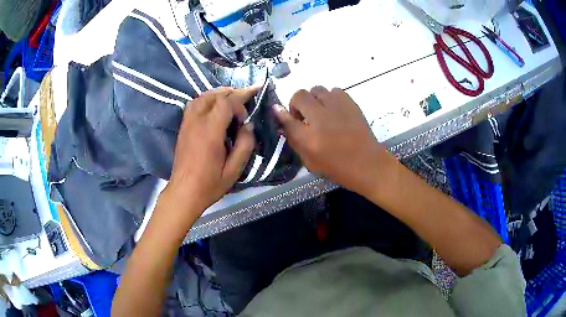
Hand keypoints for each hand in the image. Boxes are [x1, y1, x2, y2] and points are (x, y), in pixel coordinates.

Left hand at [164, 87, 255, 221]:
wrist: (184, 192)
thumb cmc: (209, 184)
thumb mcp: (234, 170)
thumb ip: (245, 145)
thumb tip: (248, 126)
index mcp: (210, 131)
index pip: (226, 102)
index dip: (242, 94)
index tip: (256, 91)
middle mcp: (196, 122)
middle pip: (214, 95)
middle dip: (232, 93)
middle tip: (245, 100)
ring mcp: (187, 123)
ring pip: (202, 97)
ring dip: (218, 94)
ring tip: (231, 101)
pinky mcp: (183, 127)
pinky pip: (194, 104)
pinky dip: (207, 100)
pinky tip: (214, 108)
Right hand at [273, 87, 389, 194]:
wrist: (367, 164)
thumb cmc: (337, 167)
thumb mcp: (309, 161)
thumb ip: (294, 140)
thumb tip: (282, 118)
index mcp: (309, 138)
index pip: (286, 119)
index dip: (281, 114)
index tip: (280, 113)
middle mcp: (321, 118)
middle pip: (300, 96)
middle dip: (297, 104)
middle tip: (304, 116)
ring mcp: (337, 108)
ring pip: (317, 89)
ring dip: (314, 100)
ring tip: (321, 112)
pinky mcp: (350, 103)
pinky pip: (334, 91)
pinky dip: (330, 98)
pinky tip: (334, 111)